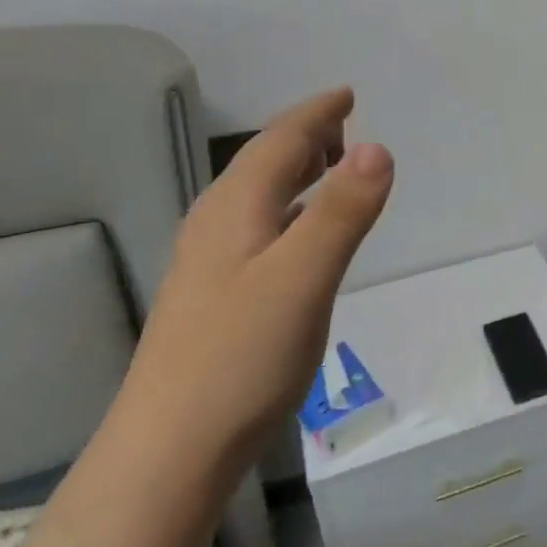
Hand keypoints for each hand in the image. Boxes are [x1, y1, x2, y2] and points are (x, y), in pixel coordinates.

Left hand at [121, 87, 393, 491]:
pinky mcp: (216, 298)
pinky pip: (259, 229)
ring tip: (330, 170)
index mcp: (235, 208)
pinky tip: (299, 239)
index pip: (279, 141)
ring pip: (258, 197)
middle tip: (345, 128)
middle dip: (304, 138)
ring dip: (296, 174)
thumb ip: (342, 212)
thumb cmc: (240, 357)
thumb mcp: (304, 278)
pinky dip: (289, 213)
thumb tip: (377, 147)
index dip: (316, 114)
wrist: (169, 452)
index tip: (347, 94)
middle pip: (263, 163)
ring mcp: (210, 264)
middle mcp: (217, 225)